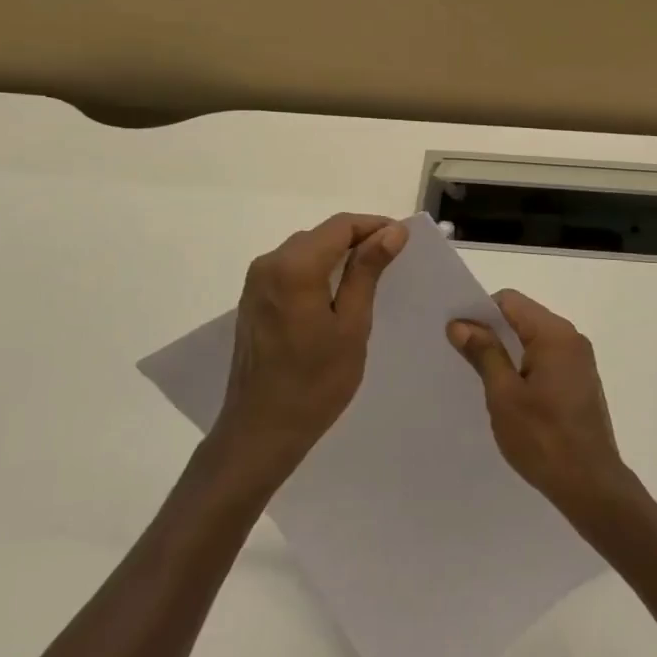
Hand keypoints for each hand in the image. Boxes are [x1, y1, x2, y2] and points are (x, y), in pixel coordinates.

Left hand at [214, 213, 407, 483]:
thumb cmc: (315, 383)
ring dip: (337, 255)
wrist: (260, 431)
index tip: (403, 240)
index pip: (340, 226)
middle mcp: (269, 264)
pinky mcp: (252, 300)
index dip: (374, 226)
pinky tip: (336, 294)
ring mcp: (256, 282)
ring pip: (305, 250)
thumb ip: (368, 272)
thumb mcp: (352, 325)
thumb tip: (391, 231)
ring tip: (370, 276)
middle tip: (393, 260)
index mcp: (294, 267)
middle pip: (321, 234)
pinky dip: (317, 270)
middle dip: (357, 240)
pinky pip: (290, 269)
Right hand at [447, 290, 635, 521]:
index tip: (457, 335)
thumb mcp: (504, 395)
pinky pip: (546, 358)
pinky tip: (509, 392)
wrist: (591, 486)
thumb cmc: (543, 438)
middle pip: (523, 317)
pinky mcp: (580, 382)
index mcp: (555, 334)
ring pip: (533, 339)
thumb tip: (460, 324)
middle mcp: (571, 339)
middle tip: (462, 355)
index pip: (509, 301)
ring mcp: (579, 361)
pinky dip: (524, 366)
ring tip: (481, 376)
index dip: (480, 312)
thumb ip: (484, 353)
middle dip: (492, 331)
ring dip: (507, 350)